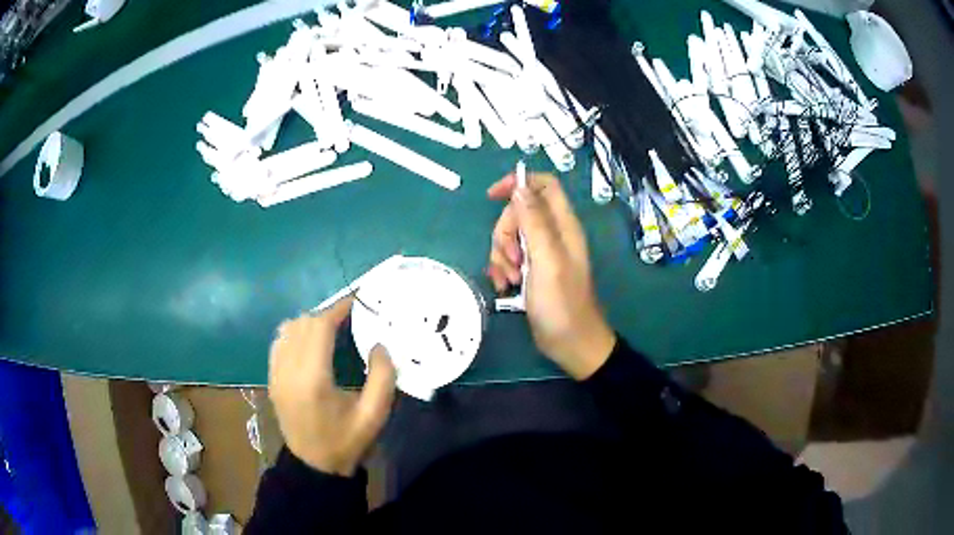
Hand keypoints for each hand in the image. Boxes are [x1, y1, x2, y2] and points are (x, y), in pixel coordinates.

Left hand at [268, 297, 395, 475]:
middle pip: (302, 323)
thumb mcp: (374, 415)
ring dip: (308, 323)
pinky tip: (309, 344)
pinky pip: (278, 343)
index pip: (318, 327)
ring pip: (287, 329)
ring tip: (329, 330)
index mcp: (313, 379)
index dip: (337, 309)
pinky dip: (294, 334)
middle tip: (348, 320)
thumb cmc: (346, 441)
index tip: (355, 302)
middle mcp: (289, 370)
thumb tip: (379, 345)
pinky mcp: (272, 379)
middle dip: (325, 315)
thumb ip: (383, 378)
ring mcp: (276, 374)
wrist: (314, 465)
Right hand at [486, 172, 615, 379]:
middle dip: (505, 233)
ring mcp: (541, 253)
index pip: (543, 185)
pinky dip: (502, 269)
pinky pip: (509, 257)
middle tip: (512, 259)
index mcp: (563, 225)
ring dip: (501, 256)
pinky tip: (506, 286)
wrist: (570, 343)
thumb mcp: (547, 259)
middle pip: (519, 212)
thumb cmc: (562, 303)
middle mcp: (552, 234)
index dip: (519, 183)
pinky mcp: (531, 270)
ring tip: (510, 279)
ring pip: (510, 236)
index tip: (493, 196)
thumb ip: (534, 221)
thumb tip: (519, 187)